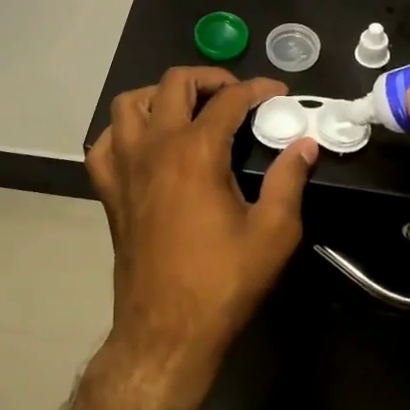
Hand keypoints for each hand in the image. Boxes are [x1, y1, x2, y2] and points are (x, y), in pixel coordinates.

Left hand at [86, 67, 317, 374]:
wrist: (166, 331)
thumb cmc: (223, 282)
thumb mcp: (273, 233)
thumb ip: (290, 180)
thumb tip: (305, 145)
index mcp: (196, 151)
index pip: (229, 99)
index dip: (258, 89)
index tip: (277, 93)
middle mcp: (155, 146)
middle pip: (174, 83)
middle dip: (209, 78)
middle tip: (236, 96)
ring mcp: (125, 167)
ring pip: (130, 104)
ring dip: (160, 95)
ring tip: (188, 110)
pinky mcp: (109, 190)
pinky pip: (104, 143)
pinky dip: (123, 132)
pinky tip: (146, 144)